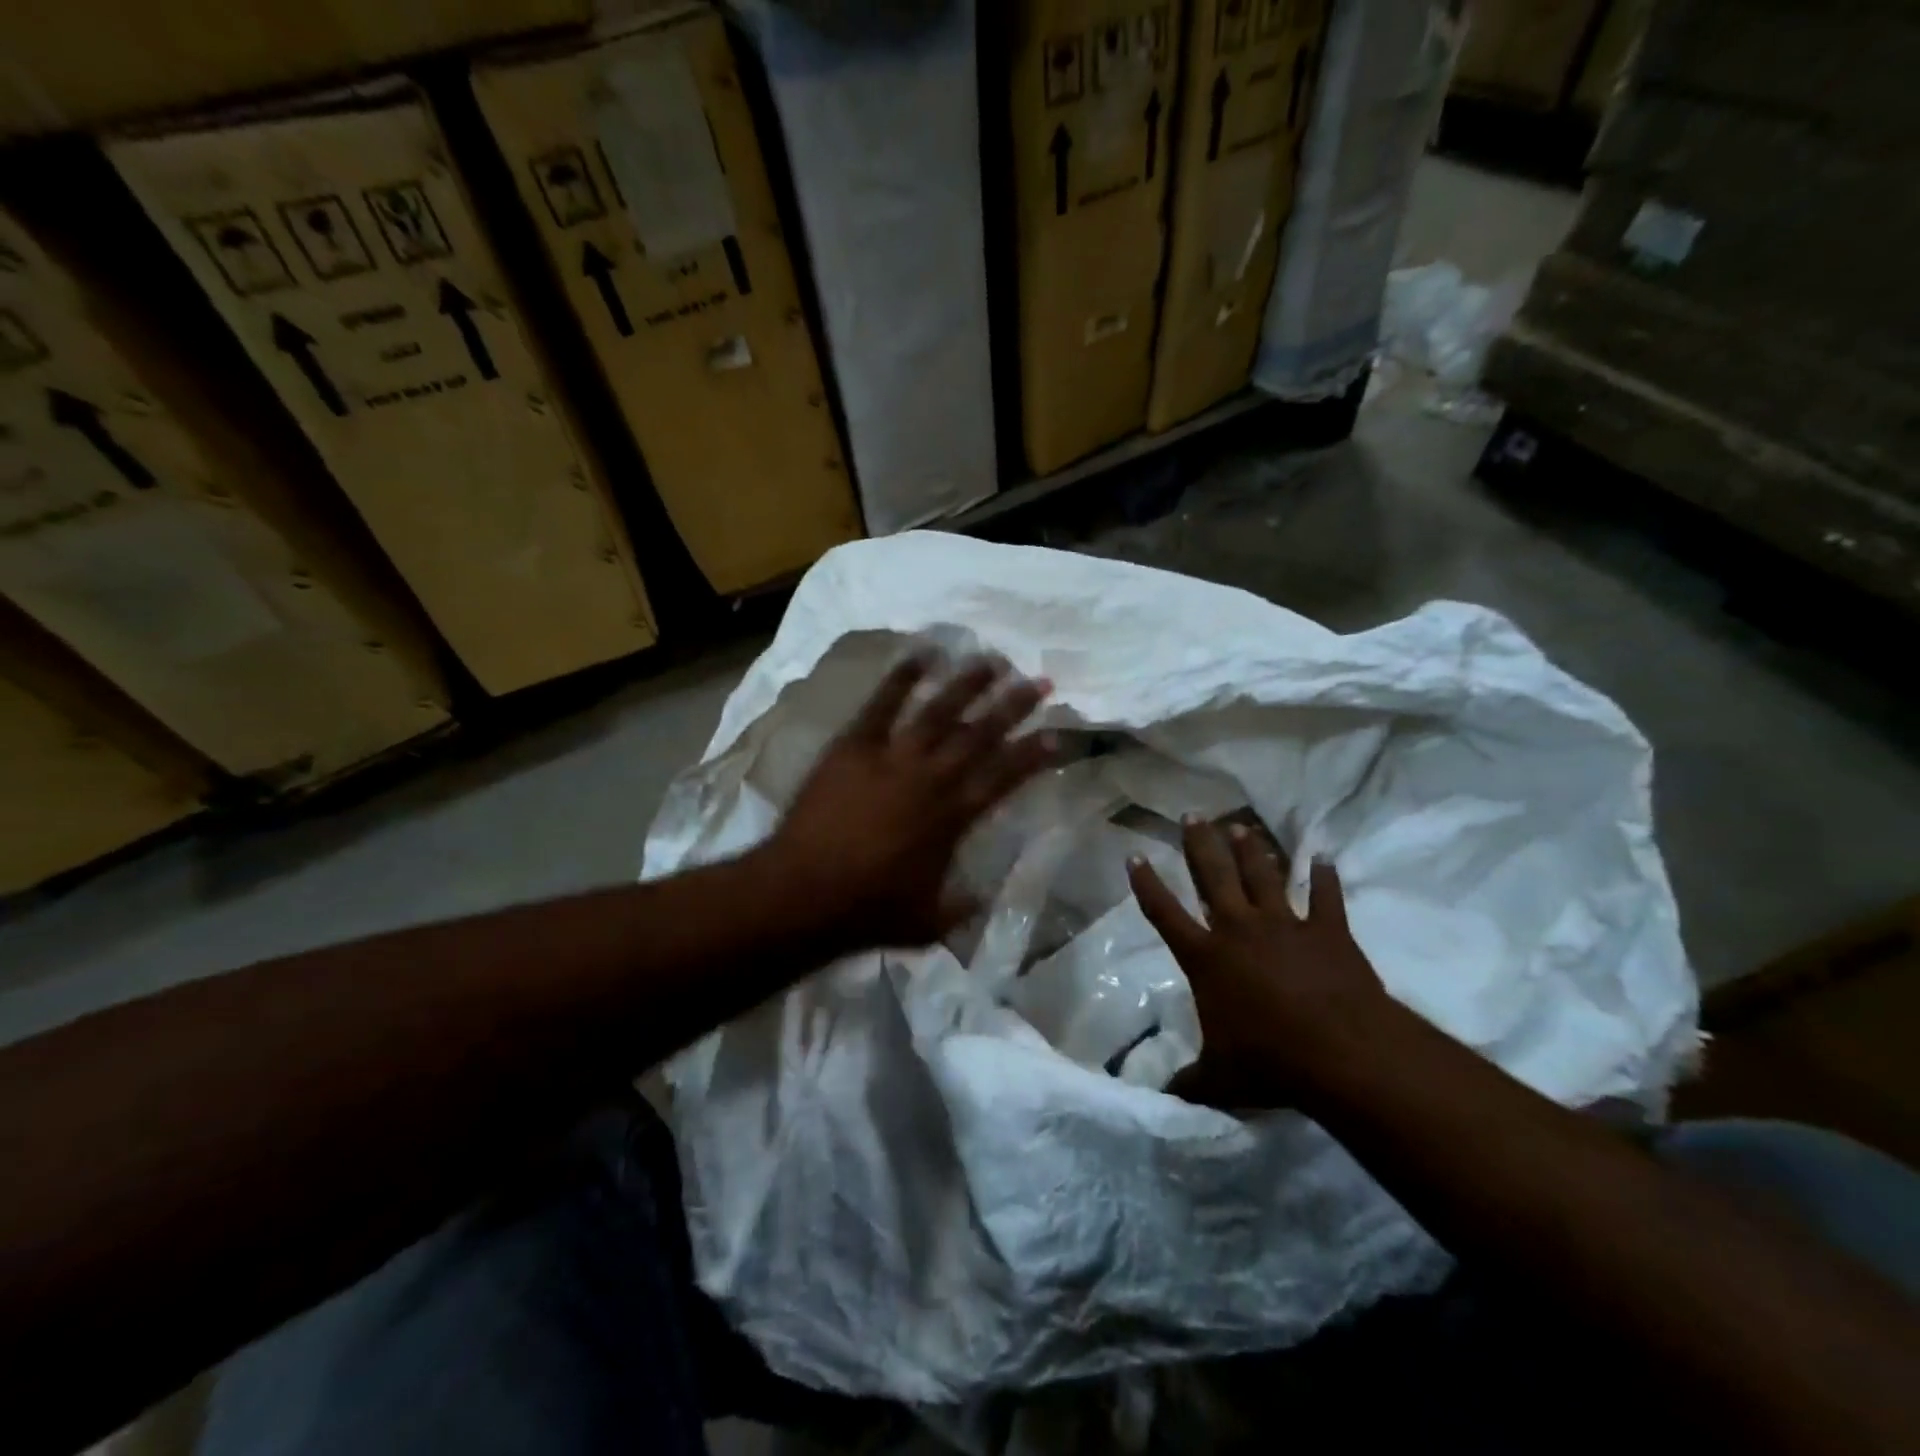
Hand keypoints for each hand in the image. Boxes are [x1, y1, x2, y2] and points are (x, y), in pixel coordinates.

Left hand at [766, 653, 1054, 956]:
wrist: (803, 894)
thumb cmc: (868, 911)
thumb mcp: (929, 922)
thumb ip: (961, 907)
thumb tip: (981, 897)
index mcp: (953, 817)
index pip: (1005, 776)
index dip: (1034, 754)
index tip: (1057, 734)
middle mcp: (931, 778)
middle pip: (980, 734)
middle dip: (1013, 706)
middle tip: (1038, 681)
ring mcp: (891, 758)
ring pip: (939, 711)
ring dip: (968, 684)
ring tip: (992, 660)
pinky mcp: (854, 747)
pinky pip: (882, 705)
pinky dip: (902, 678)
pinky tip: (921, 654)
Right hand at [1128, 819, 1393, 1110]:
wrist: (1341, 1053)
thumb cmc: (1269, 1061)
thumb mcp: (1218, 1079)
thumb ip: (1188, 1084)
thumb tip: (1161, 1099)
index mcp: (1206, 958)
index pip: (1165, 913)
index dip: (1147, 884)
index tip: (1136, 856)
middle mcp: (1239, 930)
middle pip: (1213, 876)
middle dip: (1200, 845)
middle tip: (1192, 815)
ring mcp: (1286, 926)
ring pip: (1263, 877)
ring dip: (1251, 851)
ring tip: (1241, 827)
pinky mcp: (1328, 932)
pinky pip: (1326, 898)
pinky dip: (1324, 878)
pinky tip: (1324, 858)